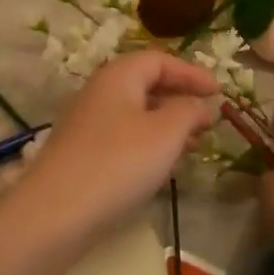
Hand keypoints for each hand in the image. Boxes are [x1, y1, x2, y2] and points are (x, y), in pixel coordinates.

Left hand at [0, 52, 219, 274]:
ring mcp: (89, 122)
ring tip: (194, 144)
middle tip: (209, 119)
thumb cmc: (117, 163)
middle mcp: (102, 90)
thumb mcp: (165, 133)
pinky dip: (150, 141)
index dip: (192, 73)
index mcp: (120, 74)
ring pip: (137, 112)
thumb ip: (189, 112)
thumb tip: (202, 104)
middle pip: (147, 83)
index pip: (161, 60)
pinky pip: (125, 135)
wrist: (54, 215)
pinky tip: (163, 164)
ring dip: (168, 123)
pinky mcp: (84, 153)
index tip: (219, 91)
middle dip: (181, 98)